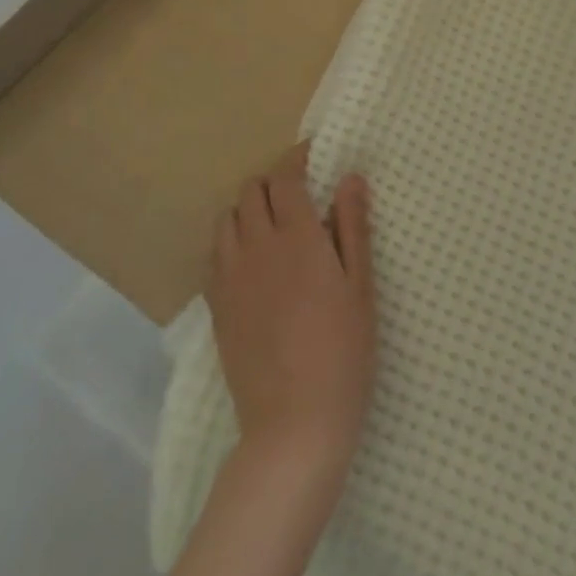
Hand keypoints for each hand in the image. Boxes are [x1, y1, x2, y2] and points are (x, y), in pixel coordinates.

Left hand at [205, 143, 376, 466]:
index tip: (313, 153)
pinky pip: (214, 256)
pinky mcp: (216, 308)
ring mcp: (230, 280)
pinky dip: (231, 242)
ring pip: (226, 220)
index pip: (286, 178)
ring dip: (248, 209)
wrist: (295, 422)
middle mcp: (257, 249)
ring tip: (274, 224)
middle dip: (273, 181)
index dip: (297, 158)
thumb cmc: (344, 349)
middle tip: (300, 193)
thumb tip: (349, 178)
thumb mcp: (361, 284)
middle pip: (251, 192)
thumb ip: (352, 226)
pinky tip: (253, 260)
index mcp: (298, 238)